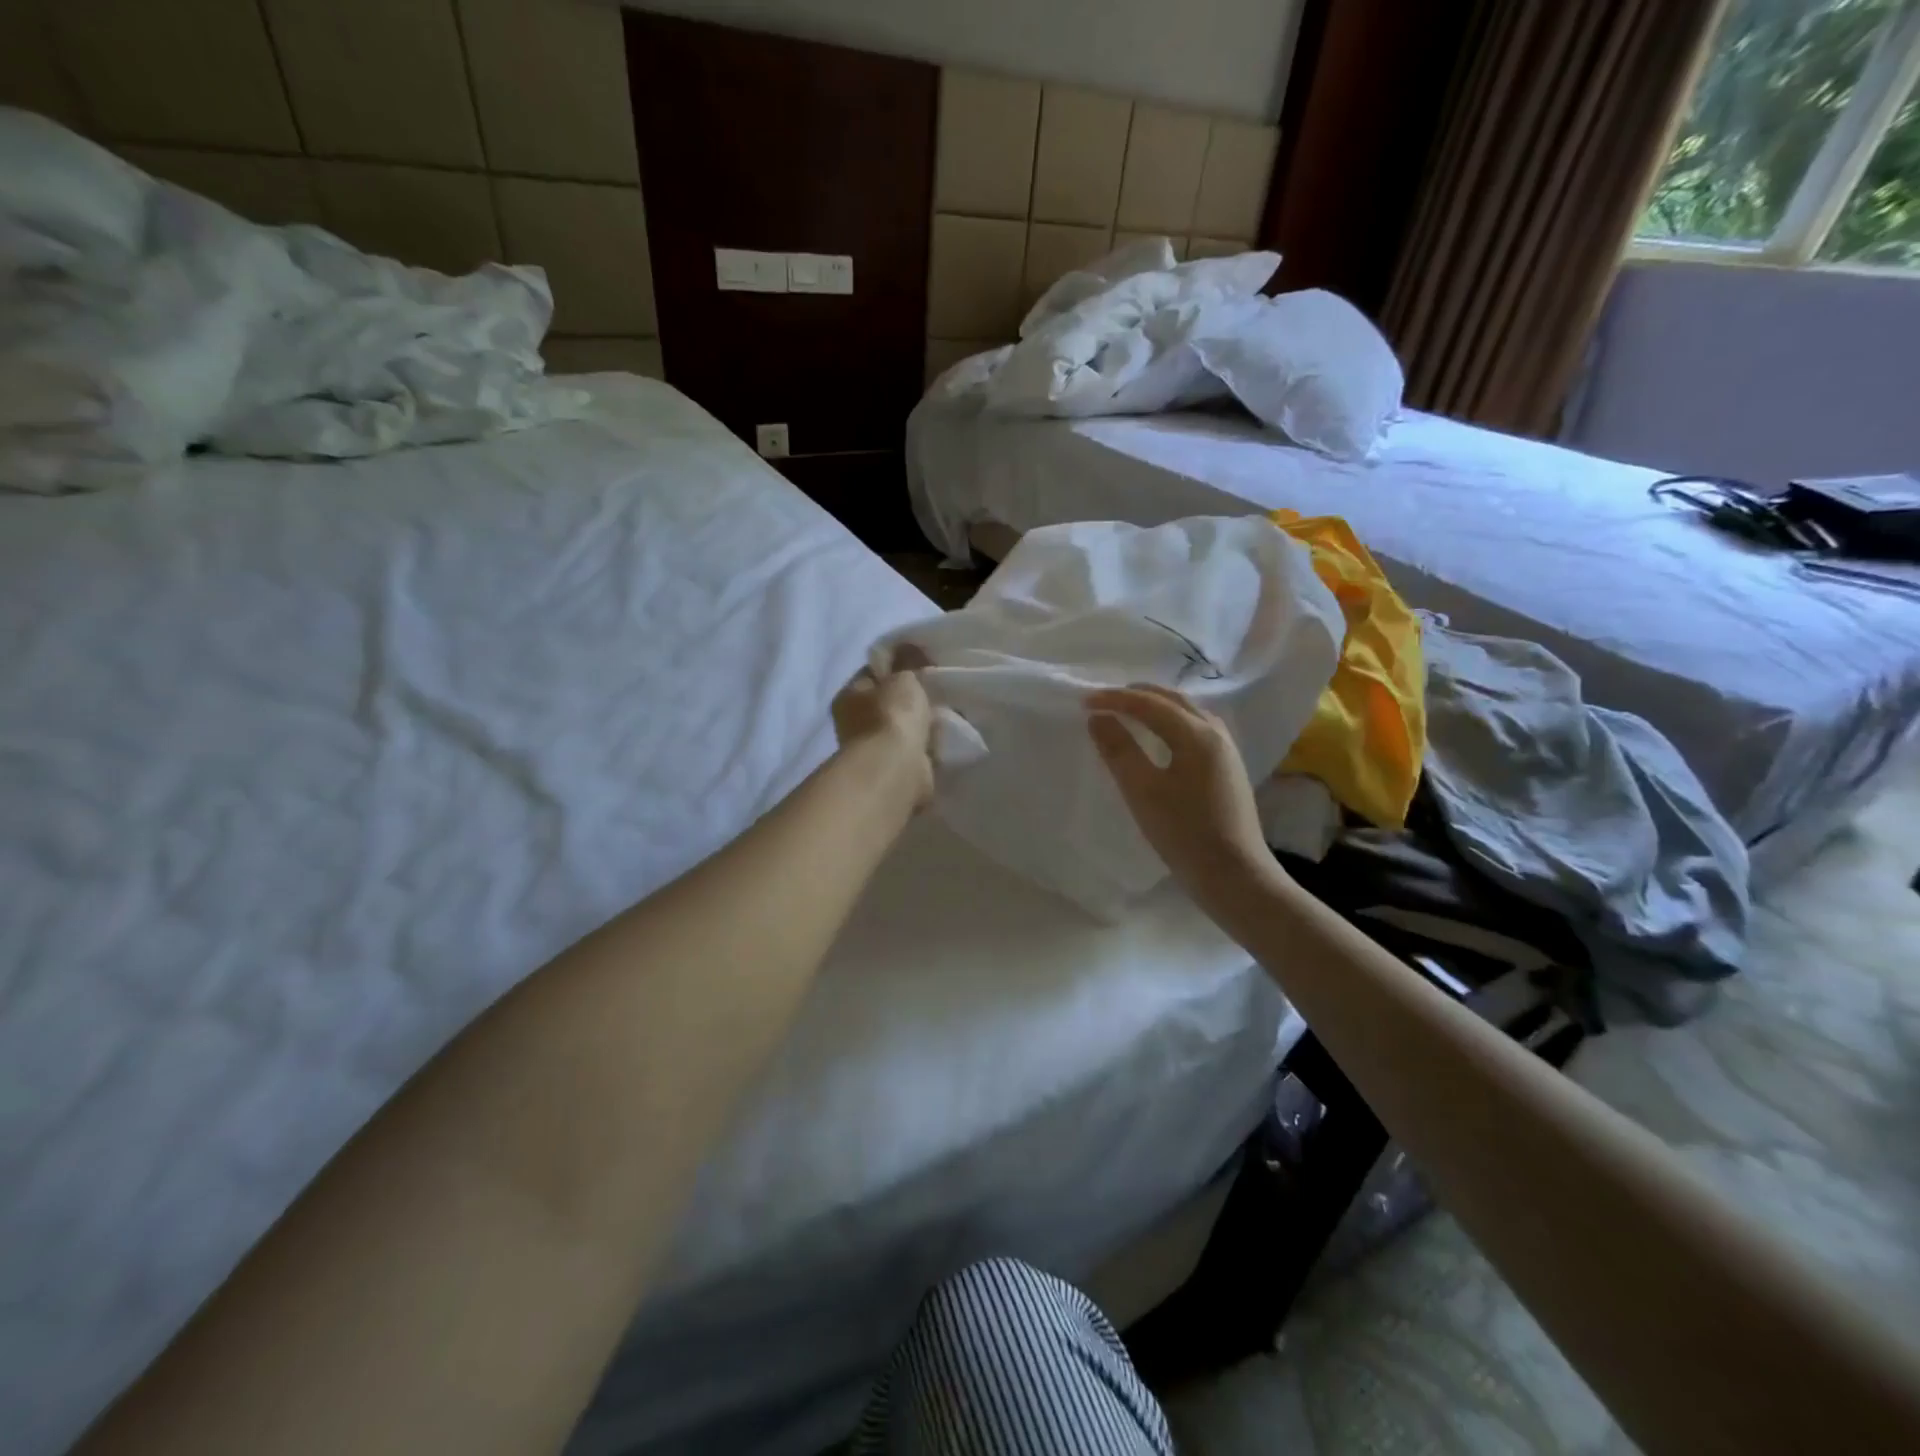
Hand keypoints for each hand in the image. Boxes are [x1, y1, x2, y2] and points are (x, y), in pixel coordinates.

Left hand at [832, 646, 934, 809]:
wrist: (896, 769)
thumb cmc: (893, 716)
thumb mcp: (903, 677)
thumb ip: (908, 660)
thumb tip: (909, 646)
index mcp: (848, 696)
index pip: (873, 674)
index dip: (898, 667)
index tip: (923, 665)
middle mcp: (853, 723)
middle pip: (887, 702)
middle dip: (911, 698)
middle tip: (938, 690)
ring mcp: (872, 749)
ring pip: (902, 727)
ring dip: (920, 724)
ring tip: (946, 714)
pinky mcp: (892, 770)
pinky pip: (913, 749)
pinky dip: (925, 745)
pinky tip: (943, 738)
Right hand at [1087, 684, 1273, 901]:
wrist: (1234, 875)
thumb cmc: (1184, 833)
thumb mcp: (1143, 791)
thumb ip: (1119, 750)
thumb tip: (1098, 718)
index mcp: (1197, 734)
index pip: (1150, 704)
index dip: (1115, 699)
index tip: (1084, 702)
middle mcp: (1216, 733)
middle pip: (1174, 700)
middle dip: (1137, 695)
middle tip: (1104, 699)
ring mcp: (1226, 751)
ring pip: (1188, 712)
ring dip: (1157, 705)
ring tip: (1129, 711)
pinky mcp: (1227, 769)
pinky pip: (1196, 728)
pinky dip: (1171, 721)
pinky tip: (1161, 737)